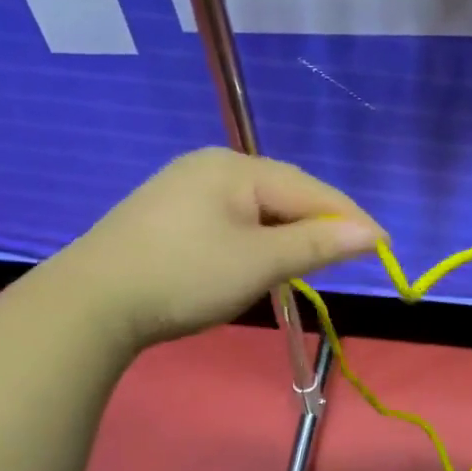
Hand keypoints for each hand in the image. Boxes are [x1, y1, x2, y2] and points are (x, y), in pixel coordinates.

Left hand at [51, 148, 382, 353]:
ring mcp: (184, 188)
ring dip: (285, 236)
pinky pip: (229, 220)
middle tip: (343, 260)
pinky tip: (255, 261)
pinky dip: (254, 241)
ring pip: (256, 209)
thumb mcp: (259, 262)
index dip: (349, 219)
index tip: (383, 246)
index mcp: (235, 167)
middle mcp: (211, 166)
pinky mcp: (166, 214)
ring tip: (303, 265)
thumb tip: (373, 233)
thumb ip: (318, 245)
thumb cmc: (184, 277)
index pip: (310, 189)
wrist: (88, 305)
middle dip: (316, 227)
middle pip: (283, 194)